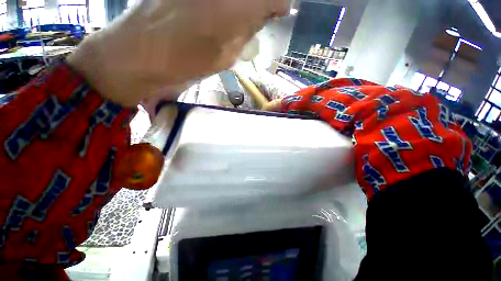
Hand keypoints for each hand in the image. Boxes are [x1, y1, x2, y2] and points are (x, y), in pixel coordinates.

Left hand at [67, 0, 288, 106]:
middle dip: (261, 3)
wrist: (134, 54)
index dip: (279, 3)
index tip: (282, 10)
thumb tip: (262, 17)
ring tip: (240, 16)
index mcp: (229, 10)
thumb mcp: (223, 57)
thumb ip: (245, 34)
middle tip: (263, 12)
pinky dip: (226, 5)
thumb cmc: (181, 63)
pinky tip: (221, 12)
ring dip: (242, 5)